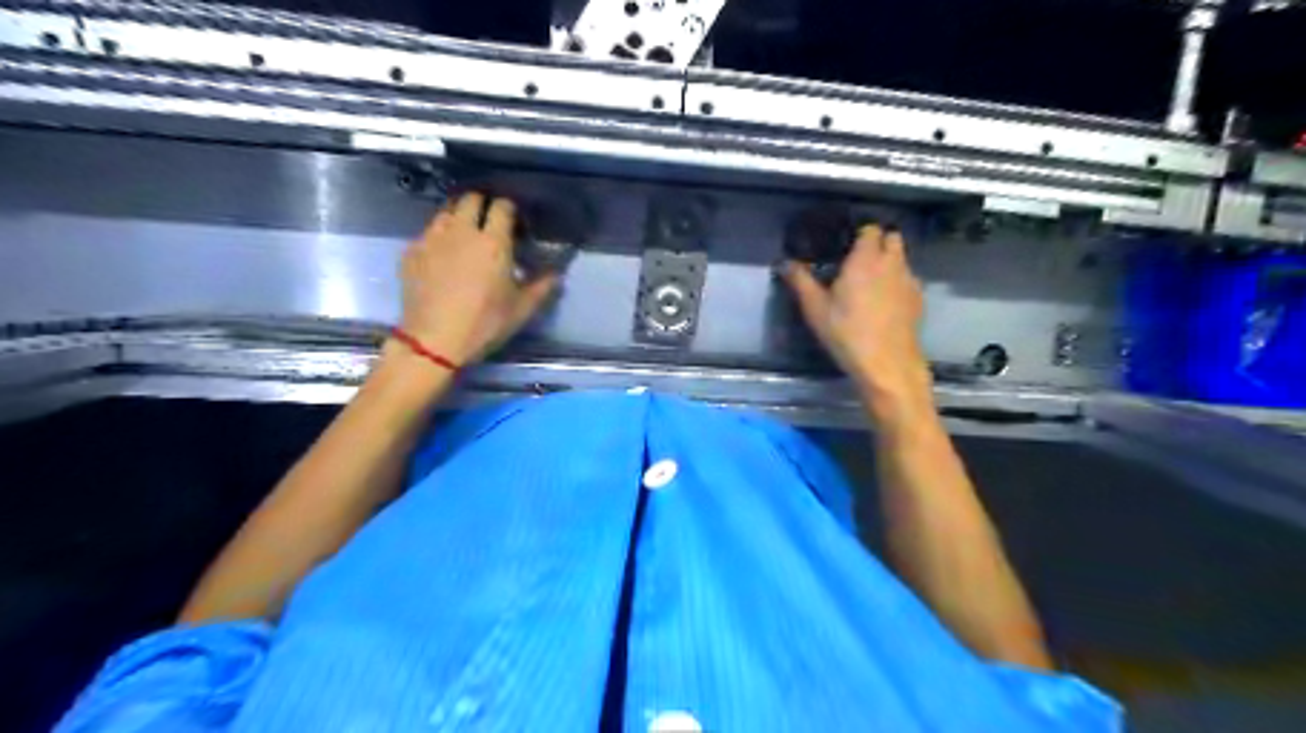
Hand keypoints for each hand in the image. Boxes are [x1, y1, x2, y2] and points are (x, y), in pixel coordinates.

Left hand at [398, 191, 561, 364]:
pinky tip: (442, 255)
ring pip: (446, 212)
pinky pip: (427, 233)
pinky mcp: (411, 251)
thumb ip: (542, 287)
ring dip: (458, 217)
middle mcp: (462, 231)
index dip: (509, 209)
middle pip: (471, 199)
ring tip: (464, 235)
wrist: (434, 340)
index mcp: (493, 242)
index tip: (514, 222)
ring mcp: (432, 238)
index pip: (502, 206)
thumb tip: (557, 274)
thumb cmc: (485, 324)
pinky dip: (438, 237)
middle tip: (489, 223)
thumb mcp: (521, 309)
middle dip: (482, 205)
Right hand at [779, 223, 932, 406]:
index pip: (870, 229)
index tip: (845, 244)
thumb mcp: (815, 309)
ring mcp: (909, 281)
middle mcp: (892, 263)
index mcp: (866, 259)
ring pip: (902, 260)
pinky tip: (884, 303)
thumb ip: (800, 281)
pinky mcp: (918, 301)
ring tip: (870, 282)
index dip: (859, 234)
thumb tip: (785, 263)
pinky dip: (897, 283)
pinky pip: (908, 280)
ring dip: (889, 263)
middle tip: (858, 260)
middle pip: (892, 238)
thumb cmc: (847, 332)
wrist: (887, 364)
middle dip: (878, 243)